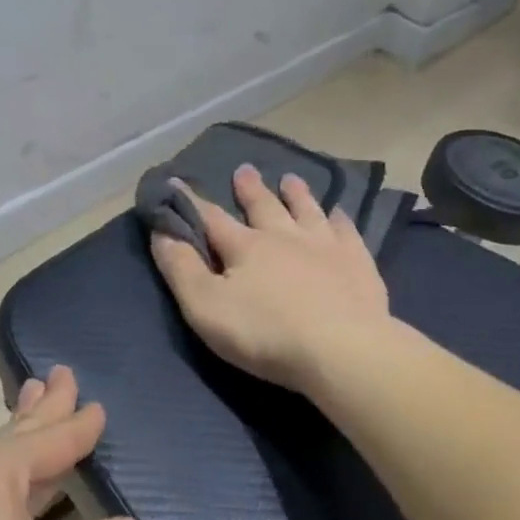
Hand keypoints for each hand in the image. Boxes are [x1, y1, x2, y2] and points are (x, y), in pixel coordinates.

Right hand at [150, 165, 391, 394]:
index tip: (178, 181)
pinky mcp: (357, 263)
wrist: (343, 350)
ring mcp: (325, 246)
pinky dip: (340, 220)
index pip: (211, 218)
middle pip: (264, 206)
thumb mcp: (206, 307)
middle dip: (251, 189)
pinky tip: (340, 214)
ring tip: (291, 179)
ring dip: (296, 194)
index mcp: (245, 247)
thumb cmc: (266, 333)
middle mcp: (284, 236)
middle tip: (245, 169)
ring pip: (307, 211)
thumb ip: (181, 269)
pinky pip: (347, 232)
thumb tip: (161, 231)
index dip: (191, 201)